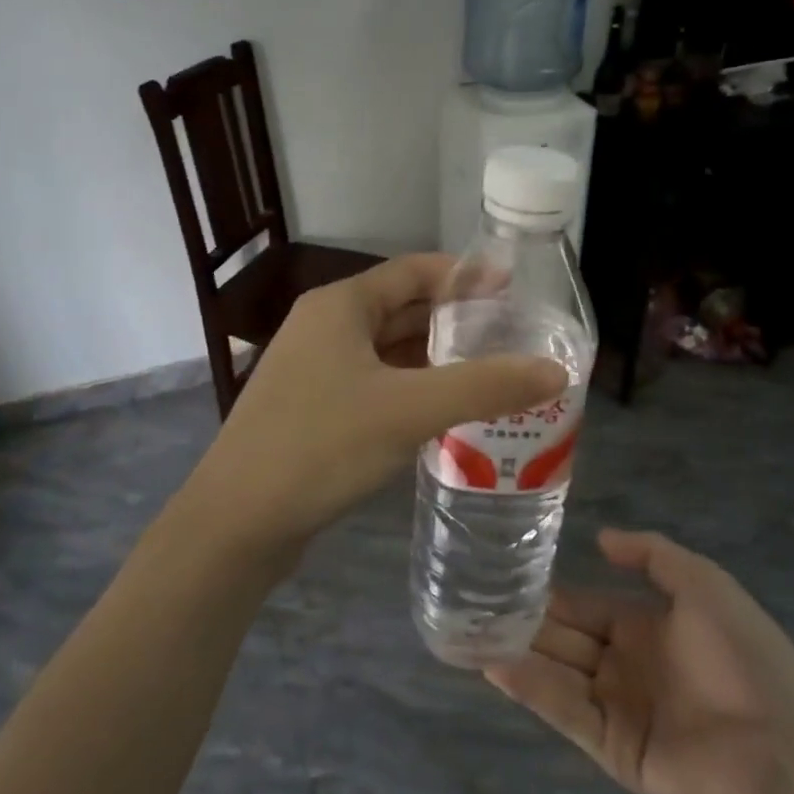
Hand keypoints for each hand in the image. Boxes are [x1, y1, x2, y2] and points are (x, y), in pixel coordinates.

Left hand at [182, 253, 565, 552]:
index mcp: (340, 306)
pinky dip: (412, 389)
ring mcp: (315, 370)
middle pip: (402, 309)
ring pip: (388, 351)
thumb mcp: (409, 409)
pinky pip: (375, 385)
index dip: (465, 275)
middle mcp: (324, 327)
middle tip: (514, 335)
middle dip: (456, 320)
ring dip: (435, 358)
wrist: (237, 522)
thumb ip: (485, 386)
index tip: (514, 288)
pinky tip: (446, 410)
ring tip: (492, 371)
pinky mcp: (314, 409)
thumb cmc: (320, 446)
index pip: (414, 271)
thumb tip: (556, 370)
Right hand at [486, 529, 793, 793]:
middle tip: (473, 605)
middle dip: (524, 624)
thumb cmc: (742, 650)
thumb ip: (651, 554)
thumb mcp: (701, 581)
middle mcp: (623, 665)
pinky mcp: (614, 749)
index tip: (506, 578)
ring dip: (517, 654)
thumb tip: (600, 538)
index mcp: (642, 627)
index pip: (583, 606)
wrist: (782, 737)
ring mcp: (617, 709)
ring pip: (557, 674)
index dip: (548, 594)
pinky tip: (498, 666)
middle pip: (563, 640)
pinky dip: (533, 690)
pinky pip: (567, 712)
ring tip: (470, 633)